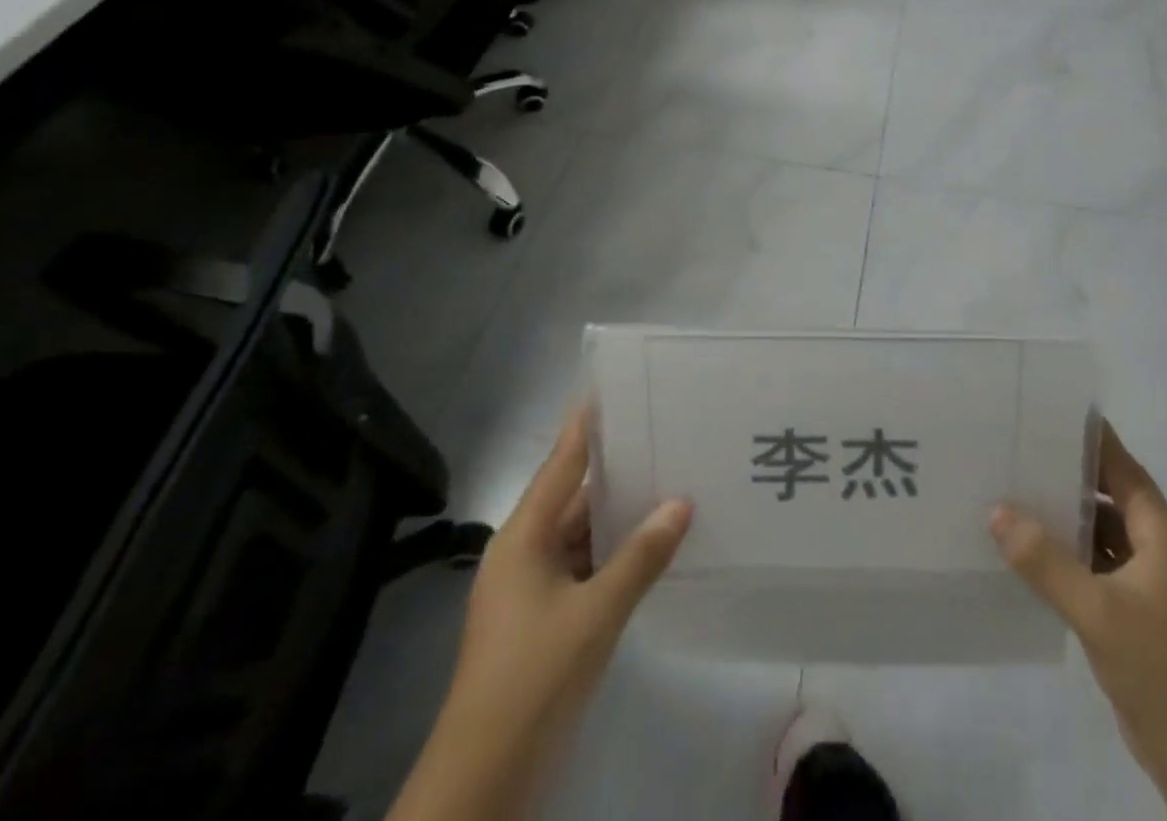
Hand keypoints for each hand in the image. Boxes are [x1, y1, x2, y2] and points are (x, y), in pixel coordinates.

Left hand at [388, 406, 691, 820]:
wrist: (485, 779)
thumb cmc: (533, 678)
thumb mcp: (595, 614)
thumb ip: (640, 557)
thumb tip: (681, 503)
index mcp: (523, 538)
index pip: (560, 464)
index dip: (585, 426)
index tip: (612, 387)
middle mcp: (524, 552)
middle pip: (574, 496)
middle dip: (617, 469)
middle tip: (664, 432)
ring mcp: (532, 589)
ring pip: (582, 534)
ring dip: (620, 514)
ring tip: (670, 478)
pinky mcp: (545, 619)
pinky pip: (585, 566)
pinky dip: (616, 552)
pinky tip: (652, 542)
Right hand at [991, 423, 1166, 820]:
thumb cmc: (1159, 669)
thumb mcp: (1096, 610)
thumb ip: (1045, 561)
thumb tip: (997, 512)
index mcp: (1161, 535)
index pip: (1123, 469)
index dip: (1092, 440)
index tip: (1052, 412)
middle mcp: (1157, 550)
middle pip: (1110, 496)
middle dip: (1069, 475)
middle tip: (1020, 449)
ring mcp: (1148, 584)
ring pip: (1102, 533)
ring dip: (1066, 518)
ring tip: (1015, 493)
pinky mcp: (1135, 613)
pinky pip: (1096, 566)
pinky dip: (1069, 555)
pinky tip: (1030, 553)